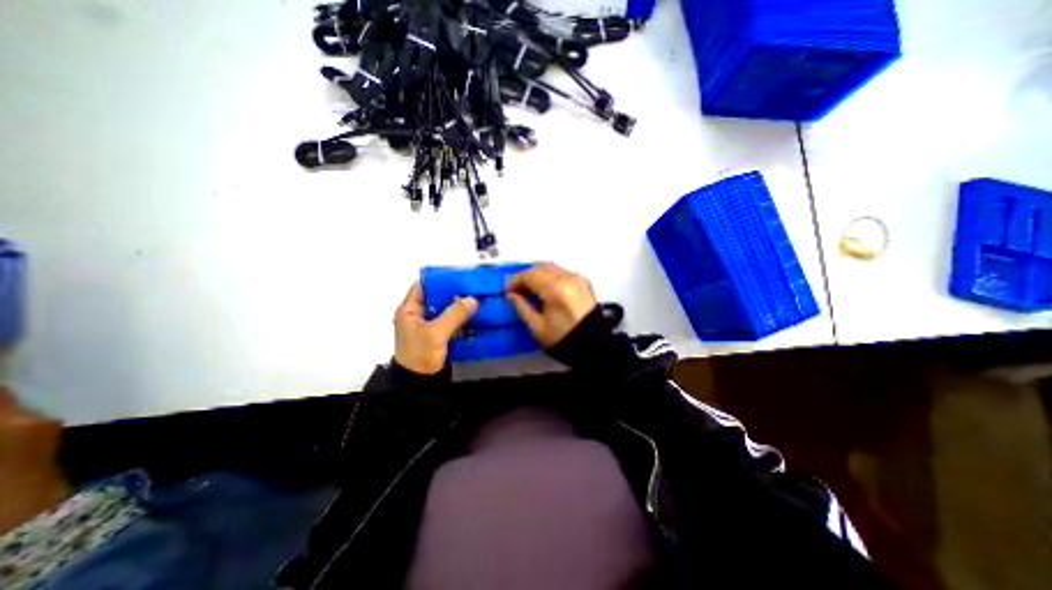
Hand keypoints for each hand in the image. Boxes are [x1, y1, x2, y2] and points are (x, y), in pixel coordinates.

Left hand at [392, 282, 478, 373]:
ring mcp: (429, 325)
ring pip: (446, 309)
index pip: (423, 285)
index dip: (440, 278)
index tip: (459, 275)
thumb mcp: (435, 334)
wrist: (419, 385)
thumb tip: (472, 299)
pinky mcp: (439, 335)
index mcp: (409, 310)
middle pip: (437, 296)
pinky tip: (475, 314)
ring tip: (477, 297)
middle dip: (455, 291)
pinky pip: (451, 320)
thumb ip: (454, 315)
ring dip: (460, 305)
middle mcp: (418, 315)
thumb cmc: (420, 356)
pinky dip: (462, 317)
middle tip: (473, 286)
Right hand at [505, 259, 594, 347]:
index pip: (530, 275)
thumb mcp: (537, 327)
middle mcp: (568, 279)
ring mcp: (578, 279)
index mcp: (556, 289)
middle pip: (540, 267)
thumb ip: (522, 307)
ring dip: (537, 276)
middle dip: (526, 276)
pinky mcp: (583, 283)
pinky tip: (544, 291)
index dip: (515, 282)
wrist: (594, 347)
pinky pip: (561, 273)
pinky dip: (549, 278)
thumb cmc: (565, 340)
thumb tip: (512, 295)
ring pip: (551, 268)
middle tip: (517, 290)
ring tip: (530, 292)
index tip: (508, 291)